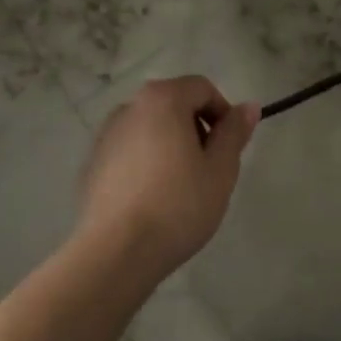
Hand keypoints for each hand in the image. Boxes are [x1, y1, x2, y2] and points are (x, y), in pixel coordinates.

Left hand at [75, 76, 258, 282]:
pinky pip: (130, 152)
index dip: (224, 113)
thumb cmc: (179, 205)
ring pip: (151, 129)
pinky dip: (147, 163)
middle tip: (210, 168)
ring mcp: (105, 136)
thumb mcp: (220, 169)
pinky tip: (154, 199)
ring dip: (172, 145)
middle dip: (197, 128)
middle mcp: (129, 108)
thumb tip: (248, 106)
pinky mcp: (92, 165)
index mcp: (162, 100)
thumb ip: (234, 132)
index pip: (202, 88)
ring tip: (182, 186)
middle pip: (174, 105)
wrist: (117, 252)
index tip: (230, 147)